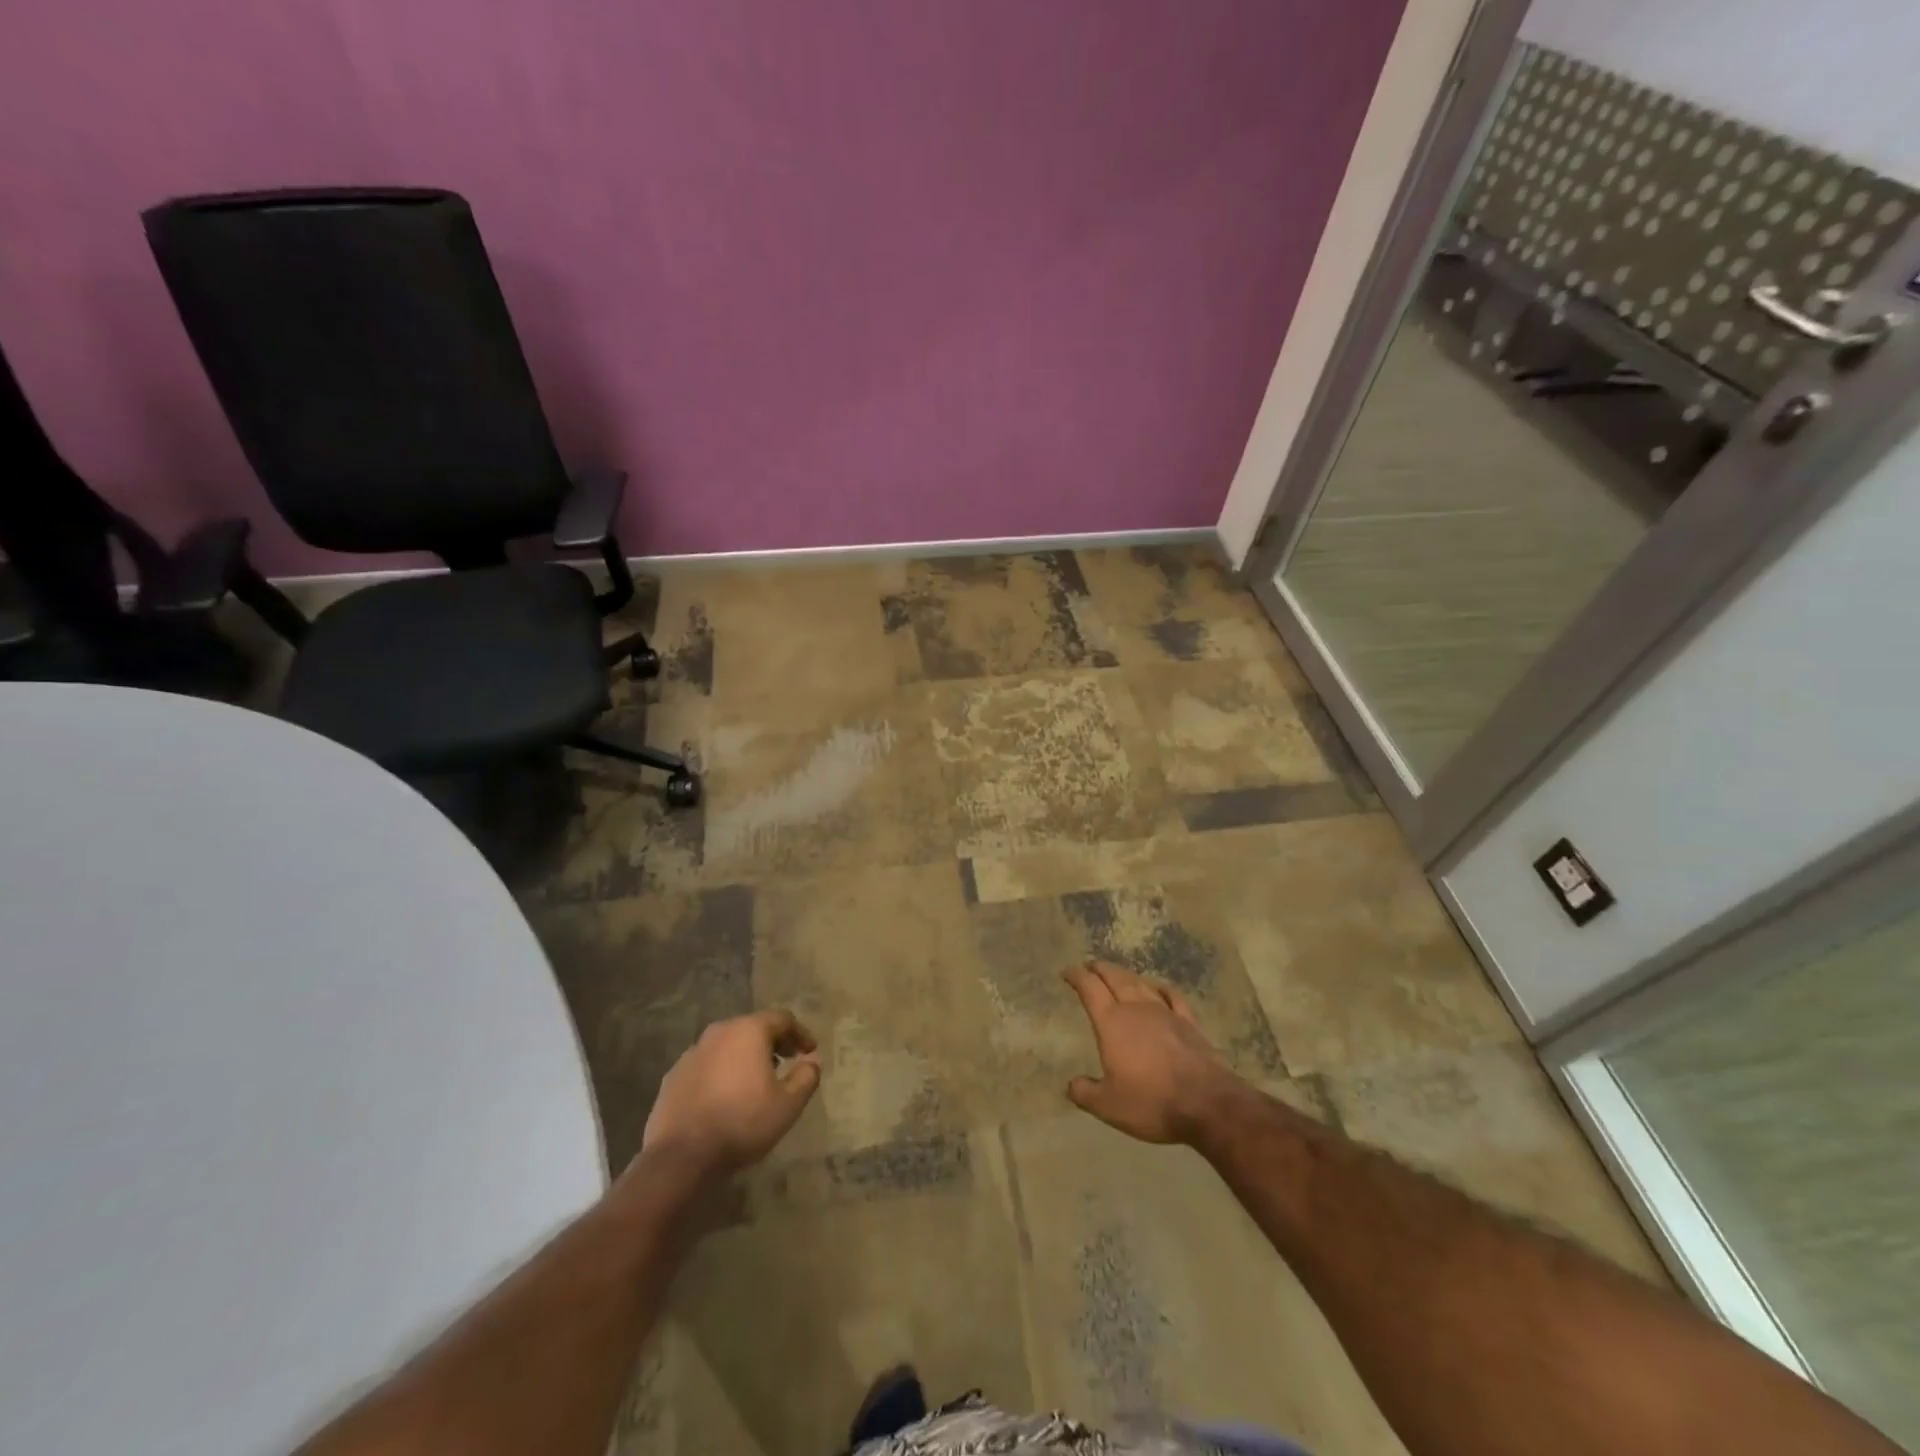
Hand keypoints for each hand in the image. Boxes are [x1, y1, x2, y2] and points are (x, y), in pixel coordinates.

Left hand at [640, 1009, 822, 1176]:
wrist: (682, 1156)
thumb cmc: (742, 1122)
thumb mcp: (788, 1104)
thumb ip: (806, 1077)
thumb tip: (812, 1062)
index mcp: (748, 1031)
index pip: (782, 1019)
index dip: (800, 1033)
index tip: (810, 1051)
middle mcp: (719, 1032)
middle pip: (752, 1028)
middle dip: (772, 1043)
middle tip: (786, 1062)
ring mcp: (692, 1053)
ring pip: (727, 1046)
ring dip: (745, 1057)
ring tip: (756, 1080)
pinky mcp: (673, 1076)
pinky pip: (706, 1065)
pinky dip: (721, 1072)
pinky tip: (725, 1097)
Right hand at [1063, 961, 1243, 1144]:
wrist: (1206, 1103)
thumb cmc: (1151, 1102)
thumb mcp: (1108, 1106)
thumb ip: (1085, 1093)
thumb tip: (1071, 1084)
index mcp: (1111, 1022)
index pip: (1089, 988)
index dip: (1076, 976)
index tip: (1067, 972)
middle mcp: (1136, 1008)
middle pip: (1115, 978)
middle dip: (1099, 969)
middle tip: (1090, 966)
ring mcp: (1165, 1012)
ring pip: (1141, 983)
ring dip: (1125, 975)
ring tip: (1117, 973)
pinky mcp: (1188, 1022)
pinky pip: (1173, 996)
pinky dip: (1162, 988)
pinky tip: (1159, 987)